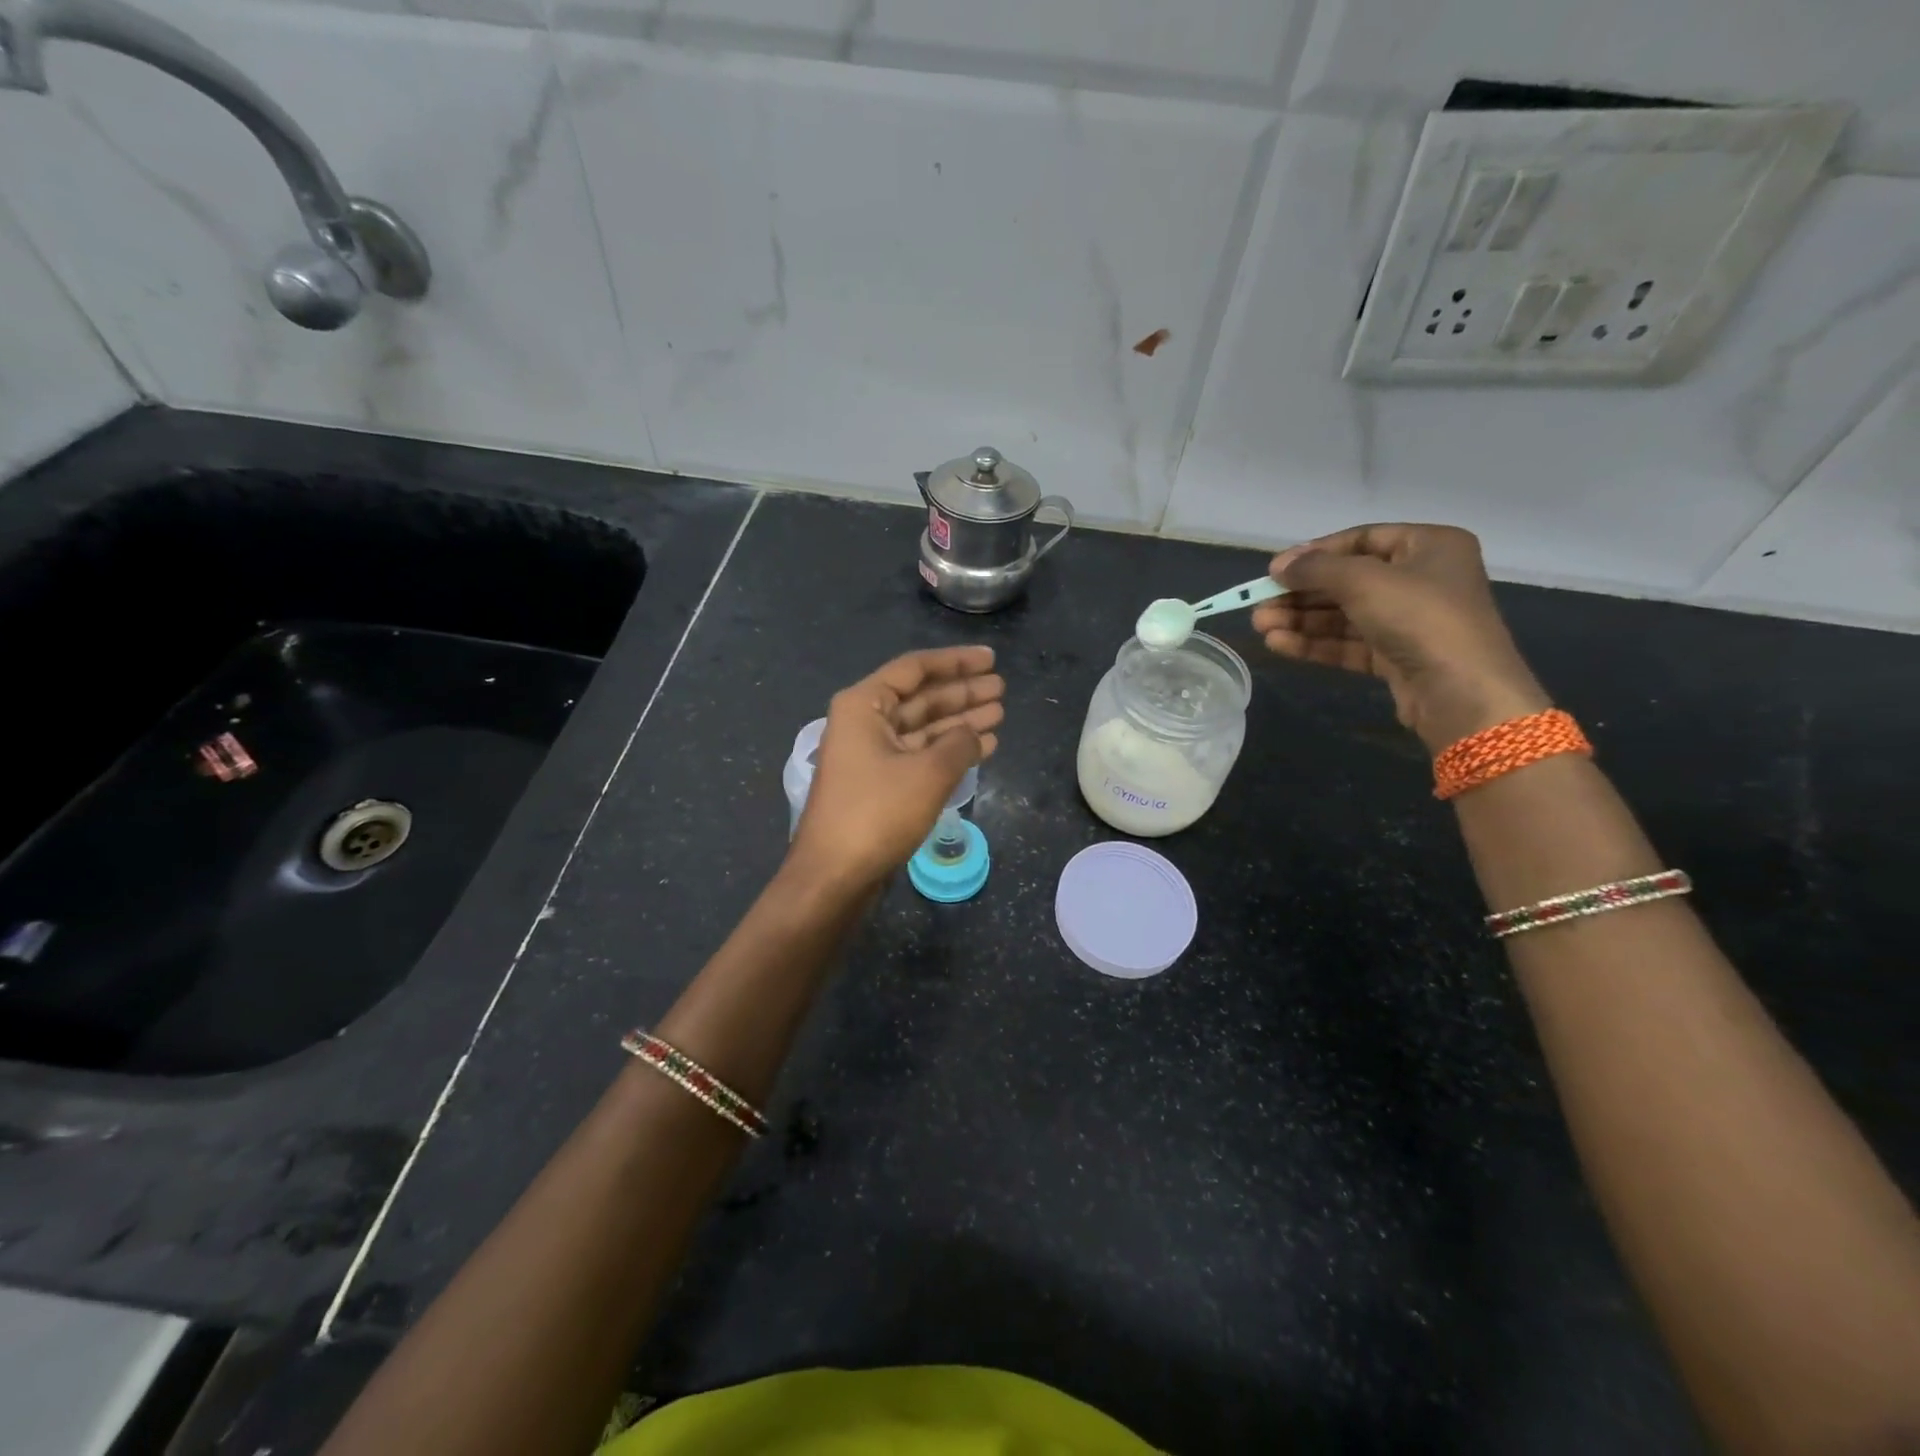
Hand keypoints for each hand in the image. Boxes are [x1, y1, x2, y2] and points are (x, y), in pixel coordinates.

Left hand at [788, 646, 1004, 894]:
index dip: (957, 662)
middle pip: (921, 697)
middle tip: (1001, 688)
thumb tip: (975, 733)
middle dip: (962, 692)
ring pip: (923, 728)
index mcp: (864, 705)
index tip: (992, 659)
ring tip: (999, 715)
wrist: (834, 875)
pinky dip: (949, 751)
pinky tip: (982, 748)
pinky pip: (919, 755)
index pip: (915, 669)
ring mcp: (871, 755)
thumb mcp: (928, 773)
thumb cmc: (877, 813)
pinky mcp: (879, 785)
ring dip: (960, 722)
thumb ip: (959, 743)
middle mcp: (864, 723)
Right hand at [1251, 523, 1549, 751]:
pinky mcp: (1396, 657)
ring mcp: (1409, 621)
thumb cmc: (1420, 617)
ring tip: (1261, 627)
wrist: (1461, 691)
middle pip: (1347, 580)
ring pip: (1344, 615)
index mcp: (1429, 546)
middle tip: (1259, 603)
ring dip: (1301, 620)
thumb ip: (1316, 568)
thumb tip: (1278, 566)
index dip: (1316, 552)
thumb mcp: (1363, 580)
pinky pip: (1349, 643)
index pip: (1362, 539)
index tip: (1276, 570)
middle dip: (1301, 593)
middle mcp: (1422, 579)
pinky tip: (1280, 644)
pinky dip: (1315, 642)